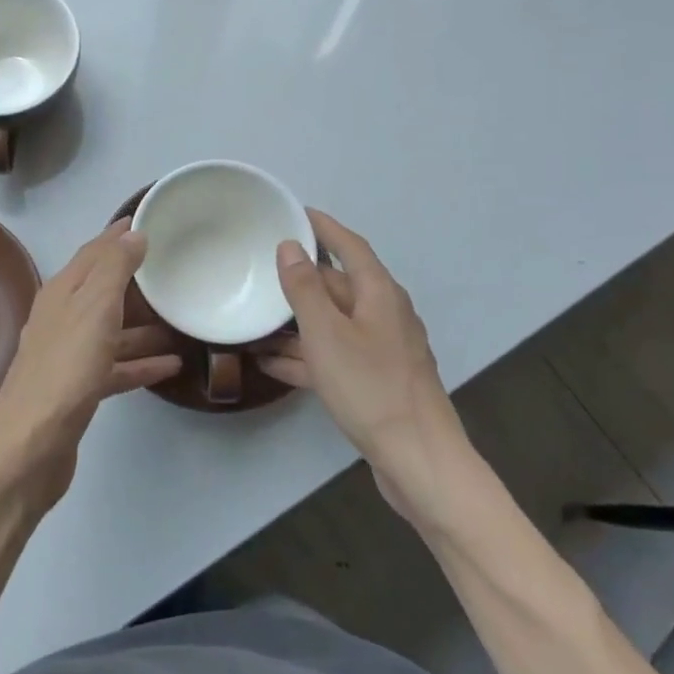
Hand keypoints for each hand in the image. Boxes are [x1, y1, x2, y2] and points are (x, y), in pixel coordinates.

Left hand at [0, 220, 182, 504]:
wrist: (31, 446)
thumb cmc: (66, 369)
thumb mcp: (94, 309)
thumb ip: (114, 269)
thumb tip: (132, 233)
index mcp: (61, 293)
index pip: (92, 252)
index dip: (117, 235)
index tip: (146, 219)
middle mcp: (61, 319)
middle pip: (102, 290)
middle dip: (134, 278)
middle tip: (172, 268)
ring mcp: (67, 356)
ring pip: (110, 329)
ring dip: (142, 324)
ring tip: (180, 320)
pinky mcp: (77, 390)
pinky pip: (114, 367)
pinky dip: (139, 363)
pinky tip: (170, 367)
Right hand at [256, 210, 475, 521]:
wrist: (418, 461)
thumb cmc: (371, 388)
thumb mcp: (327, 334)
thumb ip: (305, 289)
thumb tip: (290, 246)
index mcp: (379, 294)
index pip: (349, 246)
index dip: (323, 226)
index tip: (295, 211)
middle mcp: (383, 315)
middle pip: (338, 285)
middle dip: (301, 278)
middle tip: (260, 267)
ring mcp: (380, 350)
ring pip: (331, 324)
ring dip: (296, 322)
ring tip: (254, 318)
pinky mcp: (374, 381)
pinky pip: (333, 356)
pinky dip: (304, 355)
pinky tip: (269, 363)